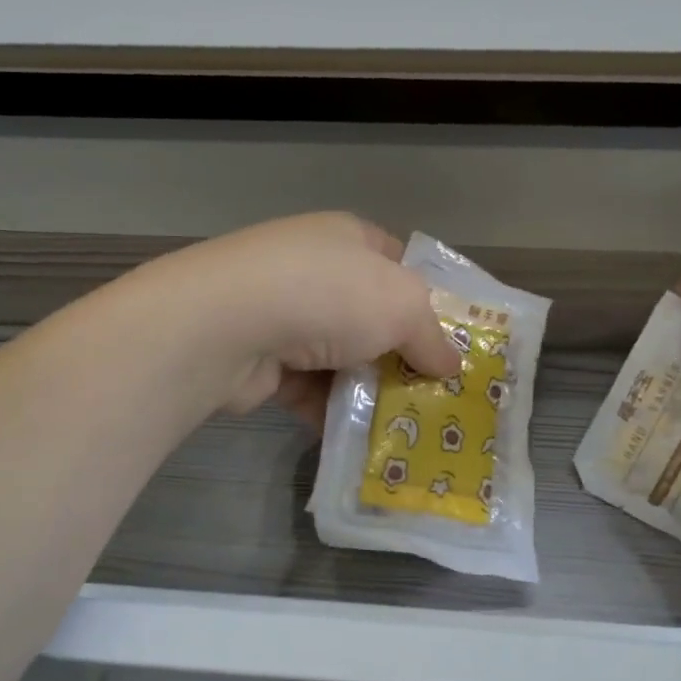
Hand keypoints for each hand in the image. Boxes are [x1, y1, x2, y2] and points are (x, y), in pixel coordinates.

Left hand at [140, 213, 463, 424]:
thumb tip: (451, 366)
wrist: (227, 325)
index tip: (453, 343)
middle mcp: (314, 271)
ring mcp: (284, 315)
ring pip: (342, 358)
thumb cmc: (328, 295)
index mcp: (349, 239)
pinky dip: (332, 412)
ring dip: (368, 390)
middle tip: (437, 395)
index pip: (399, 265)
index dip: (430, 301)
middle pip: (372, 318)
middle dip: (401, 356)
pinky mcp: (263, 361)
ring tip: (406, 427)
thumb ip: (432, 336)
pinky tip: (361, 441)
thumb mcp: (403, 306)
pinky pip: (311, 390)